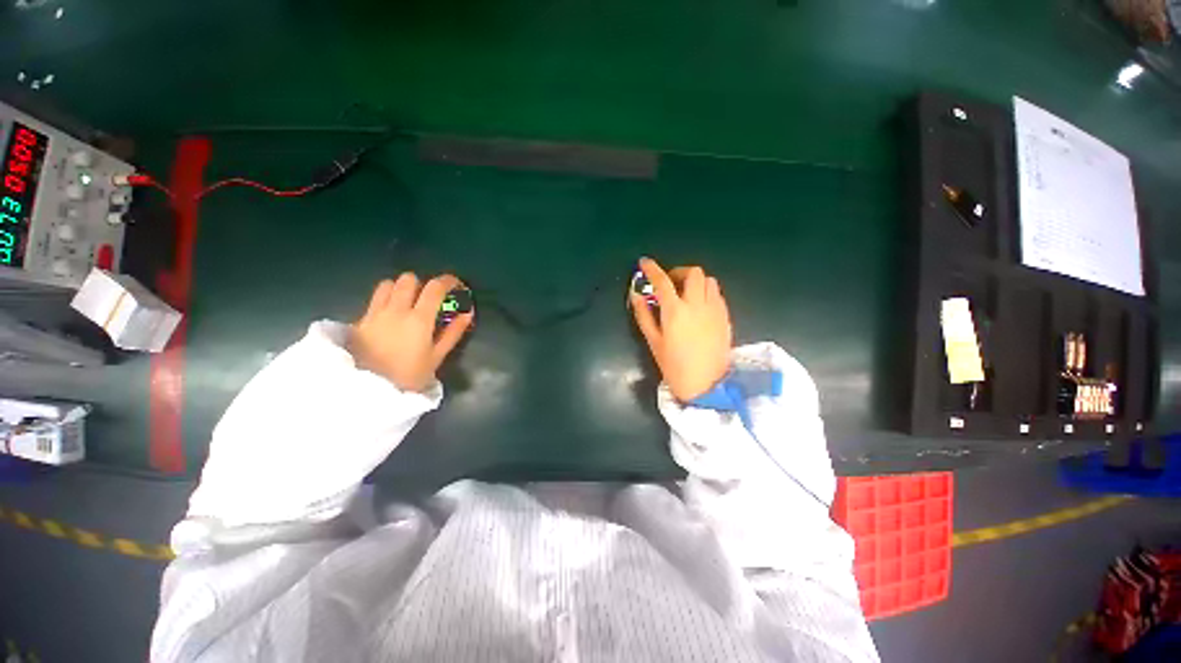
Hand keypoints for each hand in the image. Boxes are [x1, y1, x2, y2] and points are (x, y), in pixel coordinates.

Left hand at [349, 273, 473, 391]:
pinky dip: (385, 299)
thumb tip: (467, 313)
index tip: (455, 285)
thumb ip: (453, 332)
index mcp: (419, 319)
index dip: (448, 281)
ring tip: (408, 303)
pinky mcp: (359, 320)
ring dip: (401, 288)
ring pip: (388, 284)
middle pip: (409, 279)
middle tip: (429, 299)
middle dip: (422, 284)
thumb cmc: (409, 376)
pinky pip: (374, 299)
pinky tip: (390, 316)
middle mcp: (395, 310)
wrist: (368, 391)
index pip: (435, 287)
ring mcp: (374, 313)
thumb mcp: (437, 357)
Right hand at [630, 258, 732, 401]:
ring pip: (709, 280)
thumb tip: (635, 295)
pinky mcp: (725, 317)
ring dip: (695, 281)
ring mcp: (715, 309)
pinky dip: (706, 292)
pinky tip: (698, 306)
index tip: (644, 263)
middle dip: (678, 272)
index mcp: (676, 311)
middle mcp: (698, 304)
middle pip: (693, 272)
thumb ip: (643, 314)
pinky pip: (717, 294)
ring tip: (685, 294)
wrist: (706, 385)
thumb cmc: (674, 366)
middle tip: (669, 283)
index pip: (662, 281)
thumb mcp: (653, 341)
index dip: (652, 268)